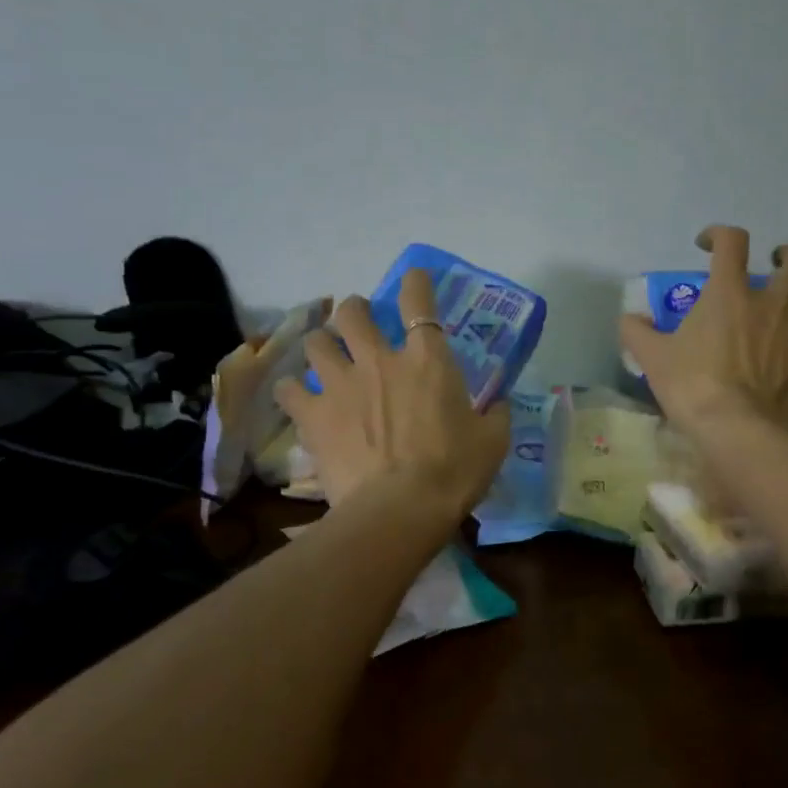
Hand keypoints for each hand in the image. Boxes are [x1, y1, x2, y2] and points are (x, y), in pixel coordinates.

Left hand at [274, 269, 511, 523]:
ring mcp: (341, 385)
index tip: (413, 278)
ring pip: (316, 342)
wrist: (400, 509)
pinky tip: (298, 397)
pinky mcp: (314, 415)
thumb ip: (494, 415)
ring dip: (322, 345)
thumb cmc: (454, 472)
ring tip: (326, 356)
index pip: (419, 303)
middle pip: (352, 312)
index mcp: (428, 360)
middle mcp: (380, 360)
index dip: (415, 283)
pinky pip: (290, 389)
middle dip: (353, 310)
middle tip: (357, 321)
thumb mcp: (493, 442)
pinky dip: (294, 390)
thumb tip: (497, 405)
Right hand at [620, 225, 787, 431]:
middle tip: (779, 264)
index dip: (720, 233)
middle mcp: (772, 301)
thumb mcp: (652, 357)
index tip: (708, 244)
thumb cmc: (691, 386)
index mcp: (729, 293)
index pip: (731, 242)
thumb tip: (629, 319)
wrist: (735, 427)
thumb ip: (637, 332)